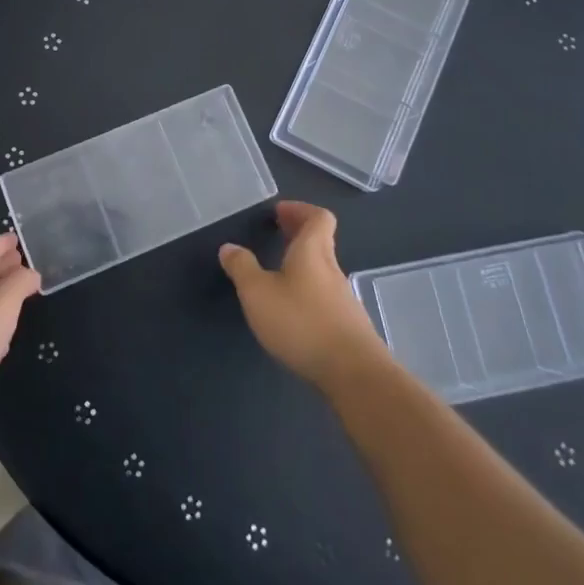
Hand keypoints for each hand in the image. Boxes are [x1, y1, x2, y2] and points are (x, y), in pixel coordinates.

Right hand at [219, 202, 385, 390]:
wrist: (354, 374)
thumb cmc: (302, 323)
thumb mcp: (258, 293)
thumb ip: (242, 268)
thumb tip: (229, 247)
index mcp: (312, 252)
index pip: (318, 217)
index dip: (300, 210)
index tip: (280, 212)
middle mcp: (332, 269)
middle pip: (321, 241)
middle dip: (299, 233)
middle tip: (277, 232)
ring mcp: (344, 299)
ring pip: (323, 269)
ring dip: (303, 263)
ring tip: (279, 272)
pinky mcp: (348, 326)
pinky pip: (326, 295)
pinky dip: (309, 290)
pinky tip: (294, 309)